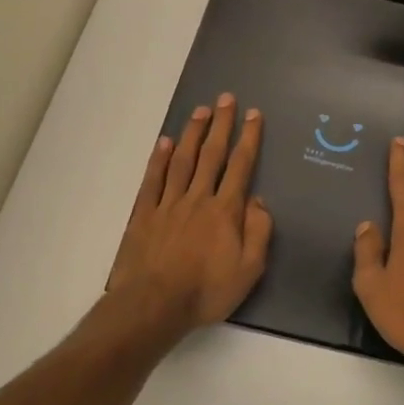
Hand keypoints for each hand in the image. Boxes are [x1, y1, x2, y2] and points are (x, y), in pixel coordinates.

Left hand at [108, 94, 272, 334]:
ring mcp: (168, 204)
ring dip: (193, 134)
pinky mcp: (144, 214)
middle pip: (211, 155)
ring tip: (200, 111)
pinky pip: (154, 180)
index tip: (253, 115)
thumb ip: (258, 231)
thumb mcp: (249, 269)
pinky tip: (165, 143)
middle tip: (225, 99)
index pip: (240, 166)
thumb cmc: (206, 290)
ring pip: (182, 160)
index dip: (248, 139)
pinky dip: (159, 159)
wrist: (154, 305)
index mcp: (225, 211)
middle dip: (221, 125)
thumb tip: (259, 200)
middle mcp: (197, 198)